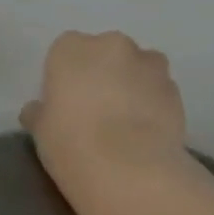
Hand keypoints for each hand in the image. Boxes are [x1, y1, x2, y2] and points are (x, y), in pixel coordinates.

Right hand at [22, 31, 188, 193]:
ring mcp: (149, 65)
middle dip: (102, 73)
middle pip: (105, 53)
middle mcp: (111, 45)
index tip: (64, 101)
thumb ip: (39, 113)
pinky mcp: (177, 90)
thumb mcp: (40, 130)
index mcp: (70, 48)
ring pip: (137, 68)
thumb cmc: (71, 142)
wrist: (130, 169)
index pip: (64, 51)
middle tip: (94, 109)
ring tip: (125, 121)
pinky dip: (153, 104)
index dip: (65, 76)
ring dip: (132, 84)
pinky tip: (144, 132)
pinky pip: (158, 90)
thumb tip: (36, 110)